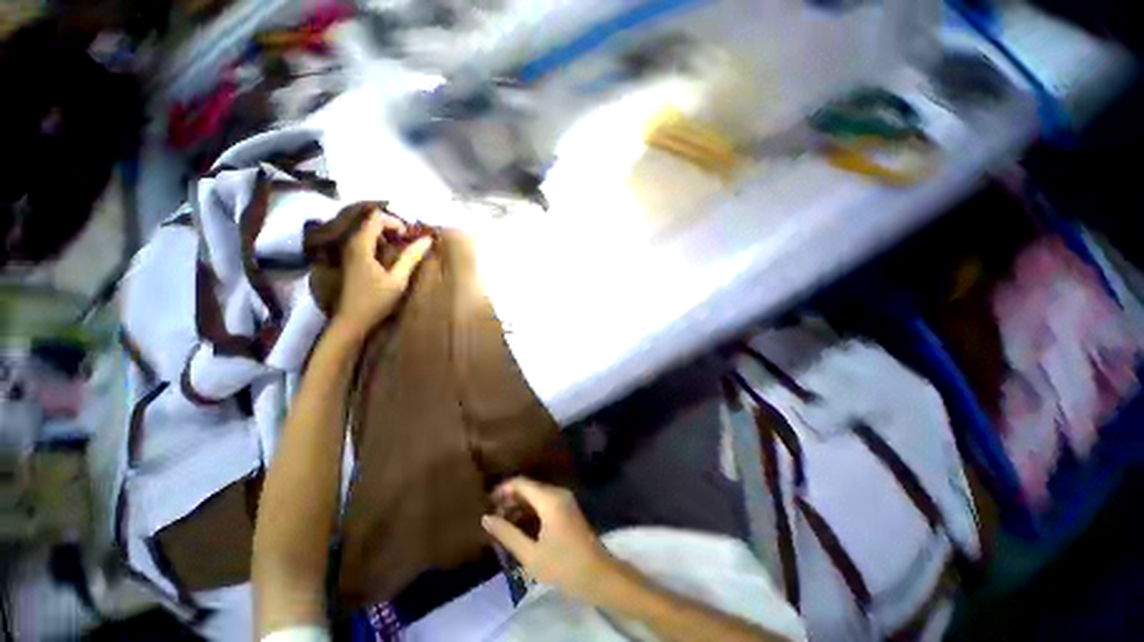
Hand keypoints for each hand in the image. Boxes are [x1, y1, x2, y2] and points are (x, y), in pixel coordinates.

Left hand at [333, 210, 431, 338]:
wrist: (351, 321)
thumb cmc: (375, 301)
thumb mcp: (398, 280)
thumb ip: (411, 257)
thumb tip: (427, 240)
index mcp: (361, 245)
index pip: (376, 217)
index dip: (396, 221)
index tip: (410, 236)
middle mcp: (351, 243)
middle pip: (371, 221)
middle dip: (393, 227)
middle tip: (410, 241)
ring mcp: (349, 251)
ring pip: (368, 231)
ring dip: (387, 235)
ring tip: (404, 248)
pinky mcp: (351, 260)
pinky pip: (366, 241)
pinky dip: (381, 243)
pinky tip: (392, 256)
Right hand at [482, 477, 620, 602]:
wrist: (599, 576)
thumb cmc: (564, 566)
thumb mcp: (530, 554)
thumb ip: (507, 534)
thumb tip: (486, 518)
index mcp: (549, 499)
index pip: (520, 483)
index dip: (502, 489)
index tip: (486, 503)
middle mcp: (557, 493)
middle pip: (528, 487)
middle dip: (509, 500)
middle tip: (493, 518)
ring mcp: (565, 500)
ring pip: (536, 495)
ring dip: (519, 506)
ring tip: (503, 525)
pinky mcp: (568, 509)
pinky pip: (544, 502)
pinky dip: (530, 510)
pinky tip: (520, 528)